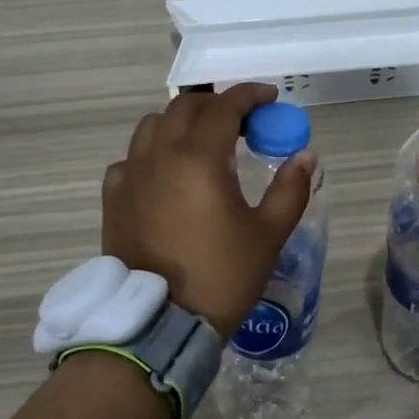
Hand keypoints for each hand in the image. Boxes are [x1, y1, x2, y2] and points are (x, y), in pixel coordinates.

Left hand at [102, 84, 316, 335]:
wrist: (160, 323)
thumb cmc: (221, 276)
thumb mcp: (268, 234)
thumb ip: (290, 189)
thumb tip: (305, 156)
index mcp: (199, 158)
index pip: (224, 106)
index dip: (250, 95)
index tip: (270, 98)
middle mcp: (159, 155)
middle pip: (185, 107)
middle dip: (216, 105)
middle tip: (242, 122)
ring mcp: (130, 175)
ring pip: (153, 126)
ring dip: (182, 123)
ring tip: (203, 143)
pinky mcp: (113, 198)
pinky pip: (132, 158)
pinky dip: (153, 152)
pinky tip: (167, 175)